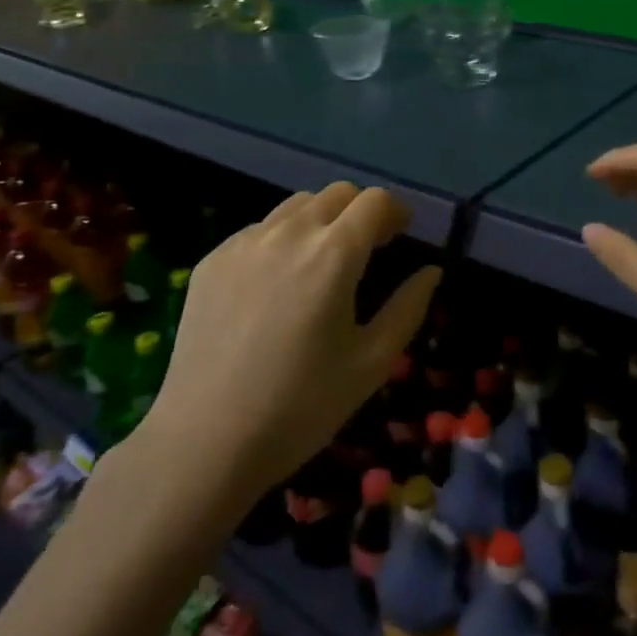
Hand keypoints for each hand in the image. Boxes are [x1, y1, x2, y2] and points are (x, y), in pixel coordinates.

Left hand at [137, 183, 440, 508]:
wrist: (204, 442)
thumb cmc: (300, 407)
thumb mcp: (370, 364)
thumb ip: (408, 308)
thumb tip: (431, 272)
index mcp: (333, 254)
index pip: (374, 201)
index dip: (395, 212)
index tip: (401, 236)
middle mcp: (288, 233)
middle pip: (336, 193)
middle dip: (361, 211)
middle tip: (368, 249)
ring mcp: (244, 243)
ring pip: (296, 206)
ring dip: (321, 220)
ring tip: (321, 263)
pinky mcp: (213, 260)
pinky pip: (259, 231)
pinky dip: (281, 240)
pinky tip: (276, 286)